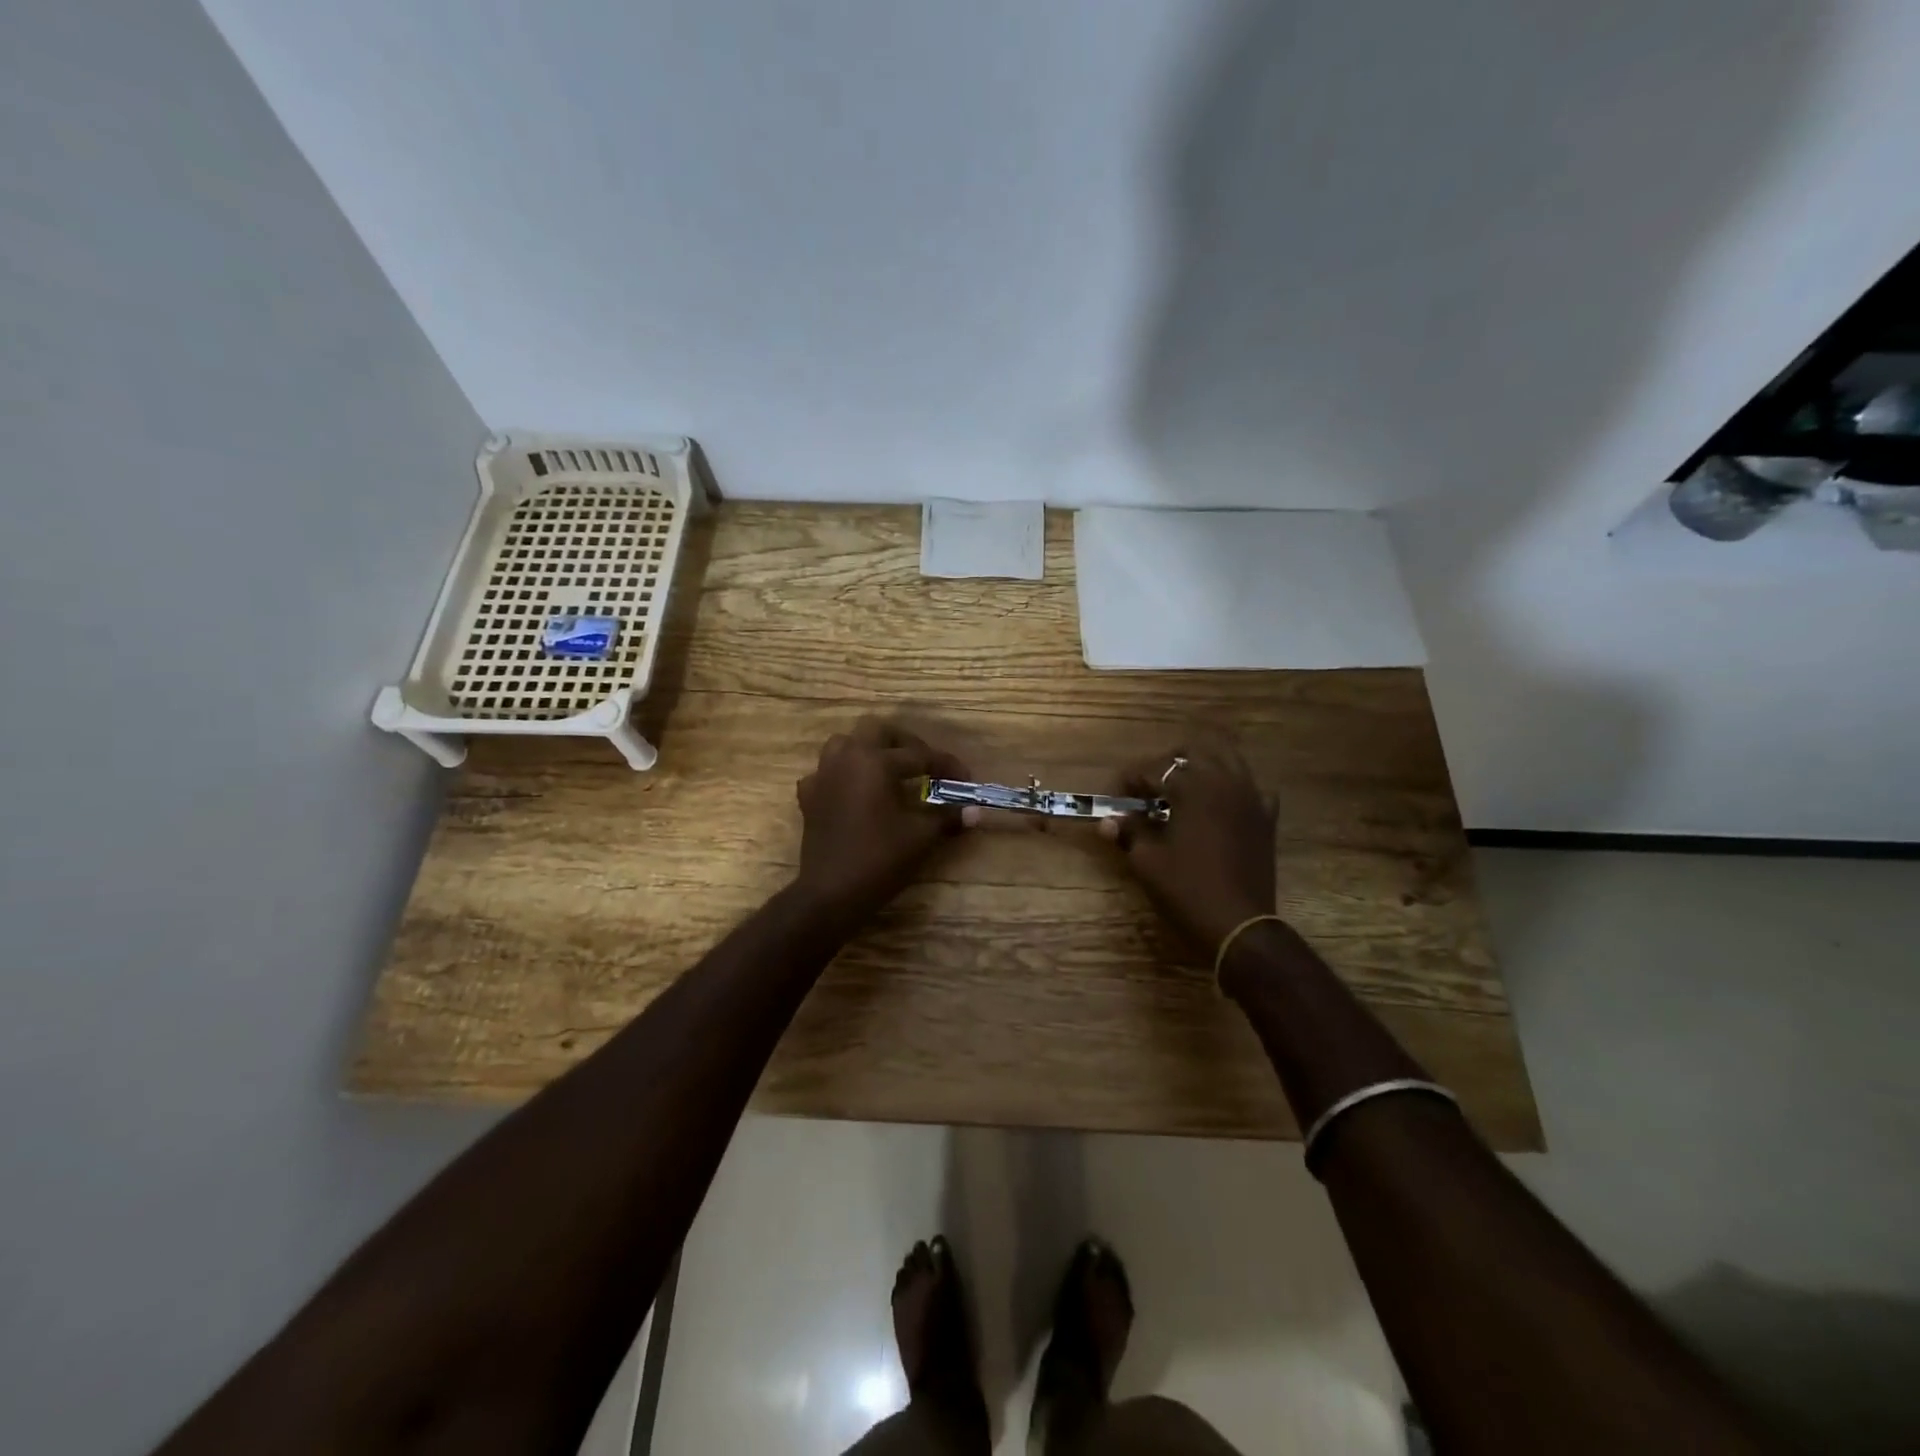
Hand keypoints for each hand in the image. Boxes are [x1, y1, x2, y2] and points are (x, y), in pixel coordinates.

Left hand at [793, 718, 975, 922]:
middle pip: (877, 731)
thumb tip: (975, 811)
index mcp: (874, 761)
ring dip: (869, 751)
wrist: (831, 894)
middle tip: (924, 764)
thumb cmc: (879, 859)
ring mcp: (822, 776)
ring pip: (845, 744)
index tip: (966, 778)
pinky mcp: (809, 797)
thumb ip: (947, 817)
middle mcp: (846, 758)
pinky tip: (856, 793)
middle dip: (905, 743)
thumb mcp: (921, 837)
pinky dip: (844, 776)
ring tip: (889, 771)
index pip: (919, 755)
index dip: (946, 765)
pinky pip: (827, 773)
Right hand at [1100, 740, 1278, 956]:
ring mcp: (1252, 798)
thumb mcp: (1147, 861)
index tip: (1117, 798)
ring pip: (1228, 760)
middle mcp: (1225, 782)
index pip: (1154, 769)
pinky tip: (1220, 807)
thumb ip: (1129, 832)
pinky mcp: (1266, 818)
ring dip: (1201, 767)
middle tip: (1149, 787)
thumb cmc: (1187, 889)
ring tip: (1182, 791)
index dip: (1130, 780)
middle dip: (1167, 763)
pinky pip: (1252, 788)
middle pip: (1194, 752)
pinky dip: (1234, 789)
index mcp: (1193, 788)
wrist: (1239, 925)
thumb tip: (1107, 822)